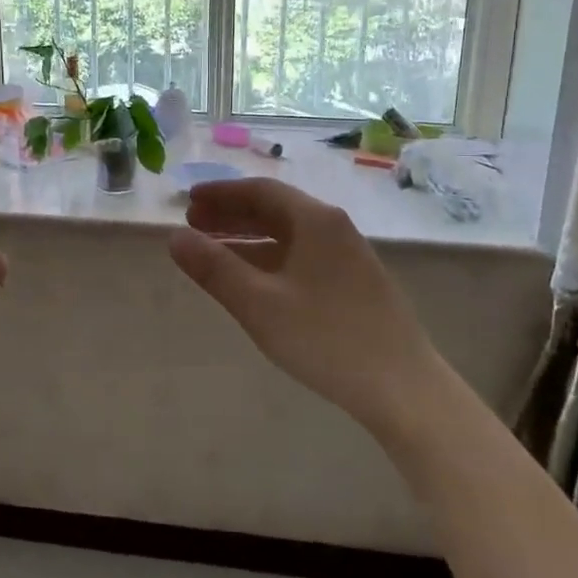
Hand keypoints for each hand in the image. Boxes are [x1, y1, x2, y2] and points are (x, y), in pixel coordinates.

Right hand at [169, 179, 447, 438]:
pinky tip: (253, 281)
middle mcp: (334, 228)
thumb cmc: (325, 338)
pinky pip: (302, 255)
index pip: (260, 191)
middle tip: (194, 225)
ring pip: (289, 235)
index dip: (221, 194)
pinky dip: (270, 259)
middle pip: (276, 209)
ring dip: (249, 238)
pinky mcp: (354, 283)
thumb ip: (215, 269)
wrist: (402, 387)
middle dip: (231, 215)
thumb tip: (175, 237)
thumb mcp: (259, 304)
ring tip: (213, 252)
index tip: (188, 202)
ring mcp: (348, 256)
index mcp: (315, 220)